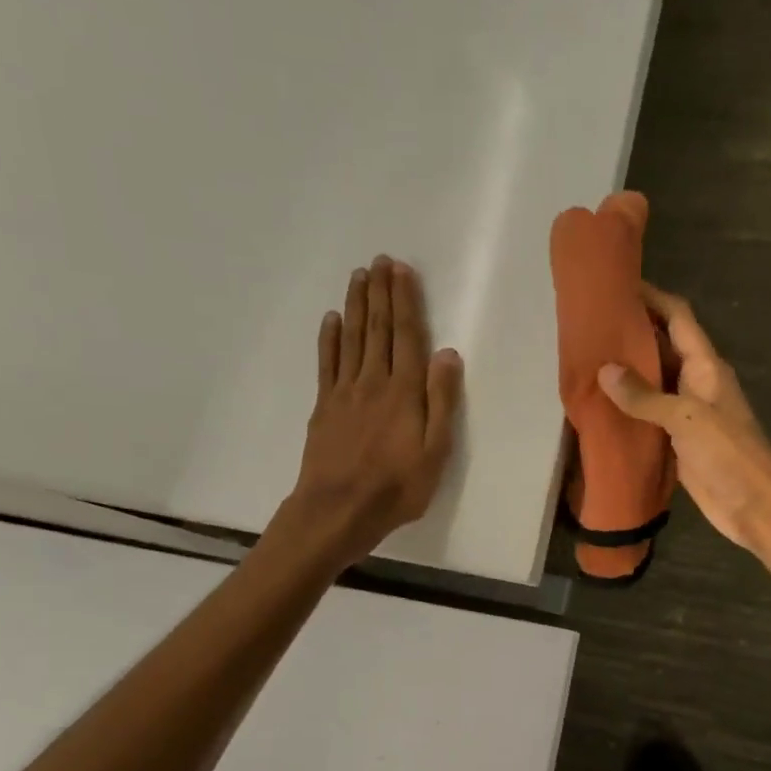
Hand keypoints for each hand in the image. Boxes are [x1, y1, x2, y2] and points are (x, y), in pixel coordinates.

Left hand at [287, 255, 462, 566]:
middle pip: (377, 330)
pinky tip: (332, 321)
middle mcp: (373, 382)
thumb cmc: (396, 488)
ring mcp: (344, 393)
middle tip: (379, 260)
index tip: (402, 270)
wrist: (338, 510)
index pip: (406, 336)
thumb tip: (447, 354)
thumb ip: (441, 401)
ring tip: (358, 277)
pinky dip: (329, 339)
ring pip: (351, 339)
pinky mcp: (324, 407)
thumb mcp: (434, 452)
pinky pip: (327, 364)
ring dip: (356, 306)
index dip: (405, 301)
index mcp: (404, 392)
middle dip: (380, 293)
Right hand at [598, 283, 770, 552]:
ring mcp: (687, 413)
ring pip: (654, 382)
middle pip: (663, 346)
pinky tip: (601, 407)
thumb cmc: (730, 455)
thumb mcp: (687, 419)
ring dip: (627, 372)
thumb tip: (604, 370)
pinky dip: (628, 409)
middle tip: (590, 326)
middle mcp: (696, 383)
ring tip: (586, 361)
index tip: (618, 284)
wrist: (755, 507)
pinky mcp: (678, 441)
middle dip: (632, 333)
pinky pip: (649, 415)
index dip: (652, 297)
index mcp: (706, 367)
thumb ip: (646, 396)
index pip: (678, 318)